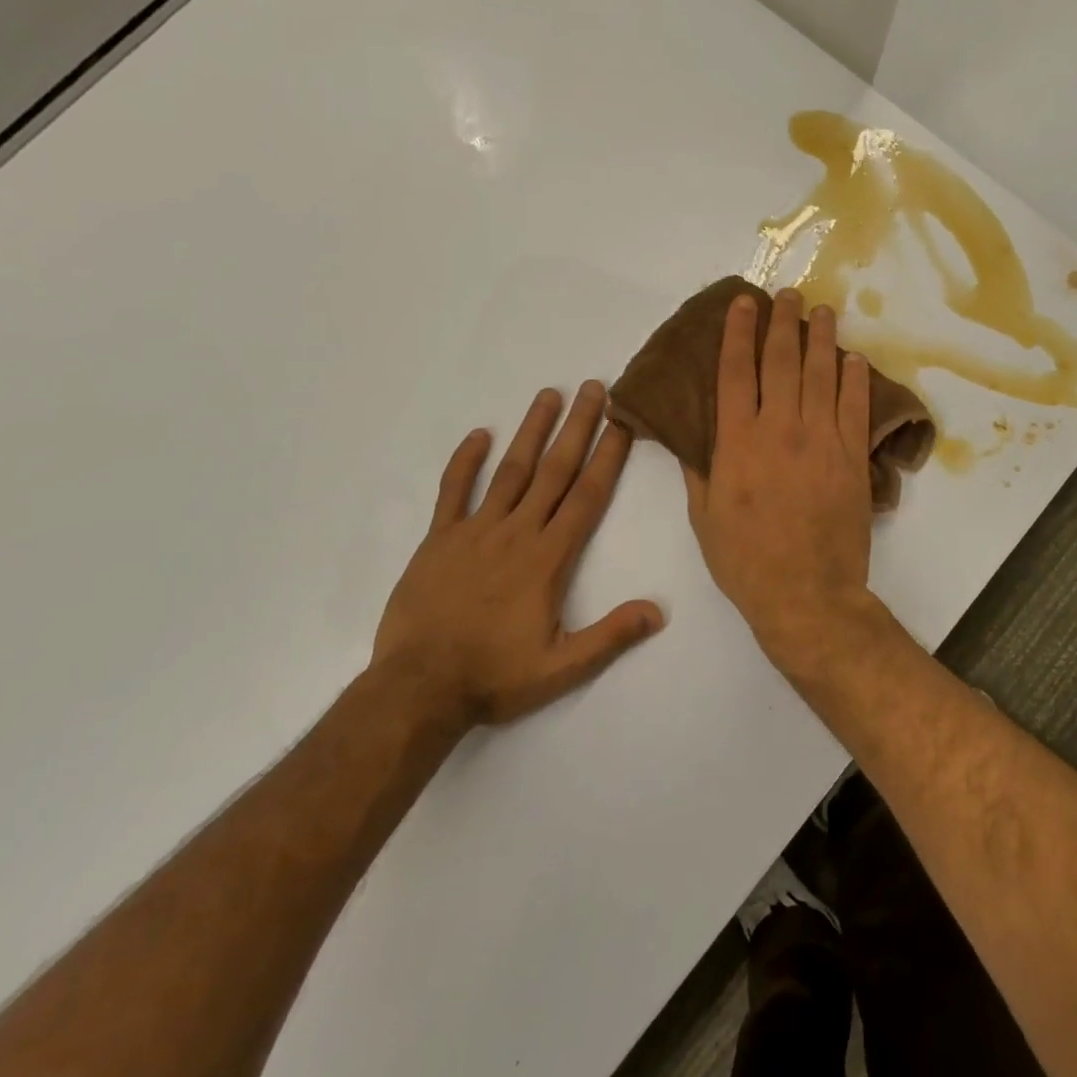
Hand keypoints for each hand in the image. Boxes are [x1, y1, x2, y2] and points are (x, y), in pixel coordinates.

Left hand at [375, 382, 663, 726]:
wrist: (418, 688)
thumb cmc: (494, 676)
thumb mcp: (562, 668)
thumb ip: (611, 635)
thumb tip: (658, 611)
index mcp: (549, 558)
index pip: (587, 496)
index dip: (608, 456)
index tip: (623, 422)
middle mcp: (517, 532)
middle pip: (554, 470)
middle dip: (578, 427)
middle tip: (594, 388)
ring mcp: (475, 531)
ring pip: (511, 470)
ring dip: (531, 430)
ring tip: (549, 394)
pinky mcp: (439, 539)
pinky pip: (453, 491)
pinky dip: (465, 461)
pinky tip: (478, 434)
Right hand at [684, 289, 881, 668]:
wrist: (806, 594)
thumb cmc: (745, 560)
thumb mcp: (704, 517)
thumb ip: (699, 470)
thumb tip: (690, 435)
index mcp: (737, 442)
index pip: (736, 372)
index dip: (738, 333)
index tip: (743, 303)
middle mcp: (780, 430)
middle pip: (782, 362)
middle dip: (783, 322)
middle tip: (787, 295)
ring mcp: (821, 441)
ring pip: (821, 375)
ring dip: (821, 338)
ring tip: (822, 311)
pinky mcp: (852, 458)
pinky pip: (855, 408)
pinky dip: (855, 379)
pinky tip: (853, 359)